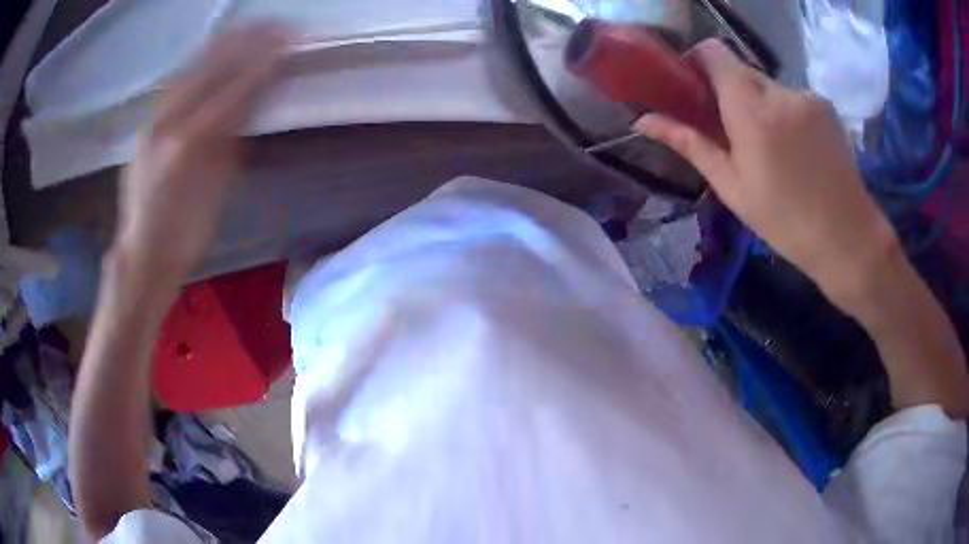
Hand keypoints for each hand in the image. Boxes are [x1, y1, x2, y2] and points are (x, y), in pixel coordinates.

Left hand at [114, 23, 289, 284]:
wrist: (142, 253)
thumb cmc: (185, 233)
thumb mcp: (217, 191)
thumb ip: (233, 139)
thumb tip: (254, 100)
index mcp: (188, 144)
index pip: (232, 90)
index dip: (262, 65)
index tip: (289, 44)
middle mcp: (166, 122)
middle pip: (210, 69)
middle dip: (246, 42)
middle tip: (278, 26)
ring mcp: (152, 120)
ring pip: (190, 68)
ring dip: (223, 44)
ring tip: (251, 28)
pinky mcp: (145, 123)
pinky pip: (173, 82)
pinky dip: (197, 62)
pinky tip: (214, 51)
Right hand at [634, 40, 898, 301]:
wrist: (848, 238)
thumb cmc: (785, 221)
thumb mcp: (732, 186)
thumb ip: (689, 143)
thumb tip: (642, 122)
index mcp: (751, 109)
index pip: (713, 52)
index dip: (697, 63)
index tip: (693, 90)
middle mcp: (779, 90)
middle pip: (740, 70)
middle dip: (728, 92)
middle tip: (731, 132)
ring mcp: (806, 96)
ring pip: (767, 85)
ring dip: (758, 105)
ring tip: (770, 150)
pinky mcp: (825, 106)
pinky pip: (792, 97)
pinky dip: (783, 113)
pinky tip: (795, 150)